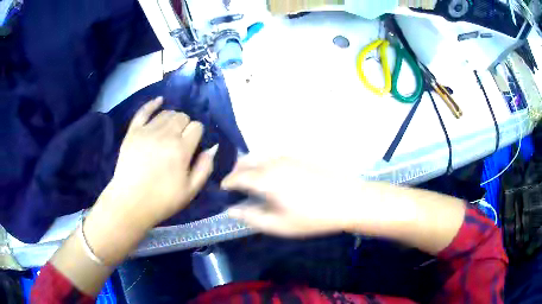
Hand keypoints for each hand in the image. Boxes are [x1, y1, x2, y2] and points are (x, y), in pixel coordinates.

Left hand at [82, 97, 215, 265]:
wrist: (131, 203)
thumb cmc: (162, 200)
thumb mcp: (191, 191)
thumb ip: (205, 167)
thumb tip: (212, 147)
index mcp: (181, 149)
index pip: (197, 127)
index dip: (197, 134)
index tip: (193, 146)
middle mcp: (165, 135)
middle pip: (182, 117)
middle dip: (186, 126)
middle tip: (181, 140)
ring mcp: (147, 131)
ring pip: (166, 113)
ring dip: (172, 118)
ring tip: (170, 130)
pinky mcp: (133, 132)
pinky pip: (144, 111)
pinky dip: (152, 104)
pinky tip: (159, 101)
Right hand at [222, 157, 366, 236]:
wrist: (348, 199)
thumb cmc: (312, 217)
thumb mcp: (279, 225)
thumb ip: (251, 217)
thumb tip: (231, 210)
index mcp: (265, 179)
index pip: (238, 177)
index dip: (227, 182)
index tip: (222, 188)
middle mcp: (273, 163)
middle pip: (247, 162)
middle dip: (236, 171)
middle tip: (234, 183)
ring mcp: (288, 157)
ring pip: (261, 156)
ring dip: (250, 164)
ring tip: (250, 177)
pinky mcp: (301, 156)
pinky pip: (274, 155)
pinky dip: (265, 162)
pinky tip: (271, 172)